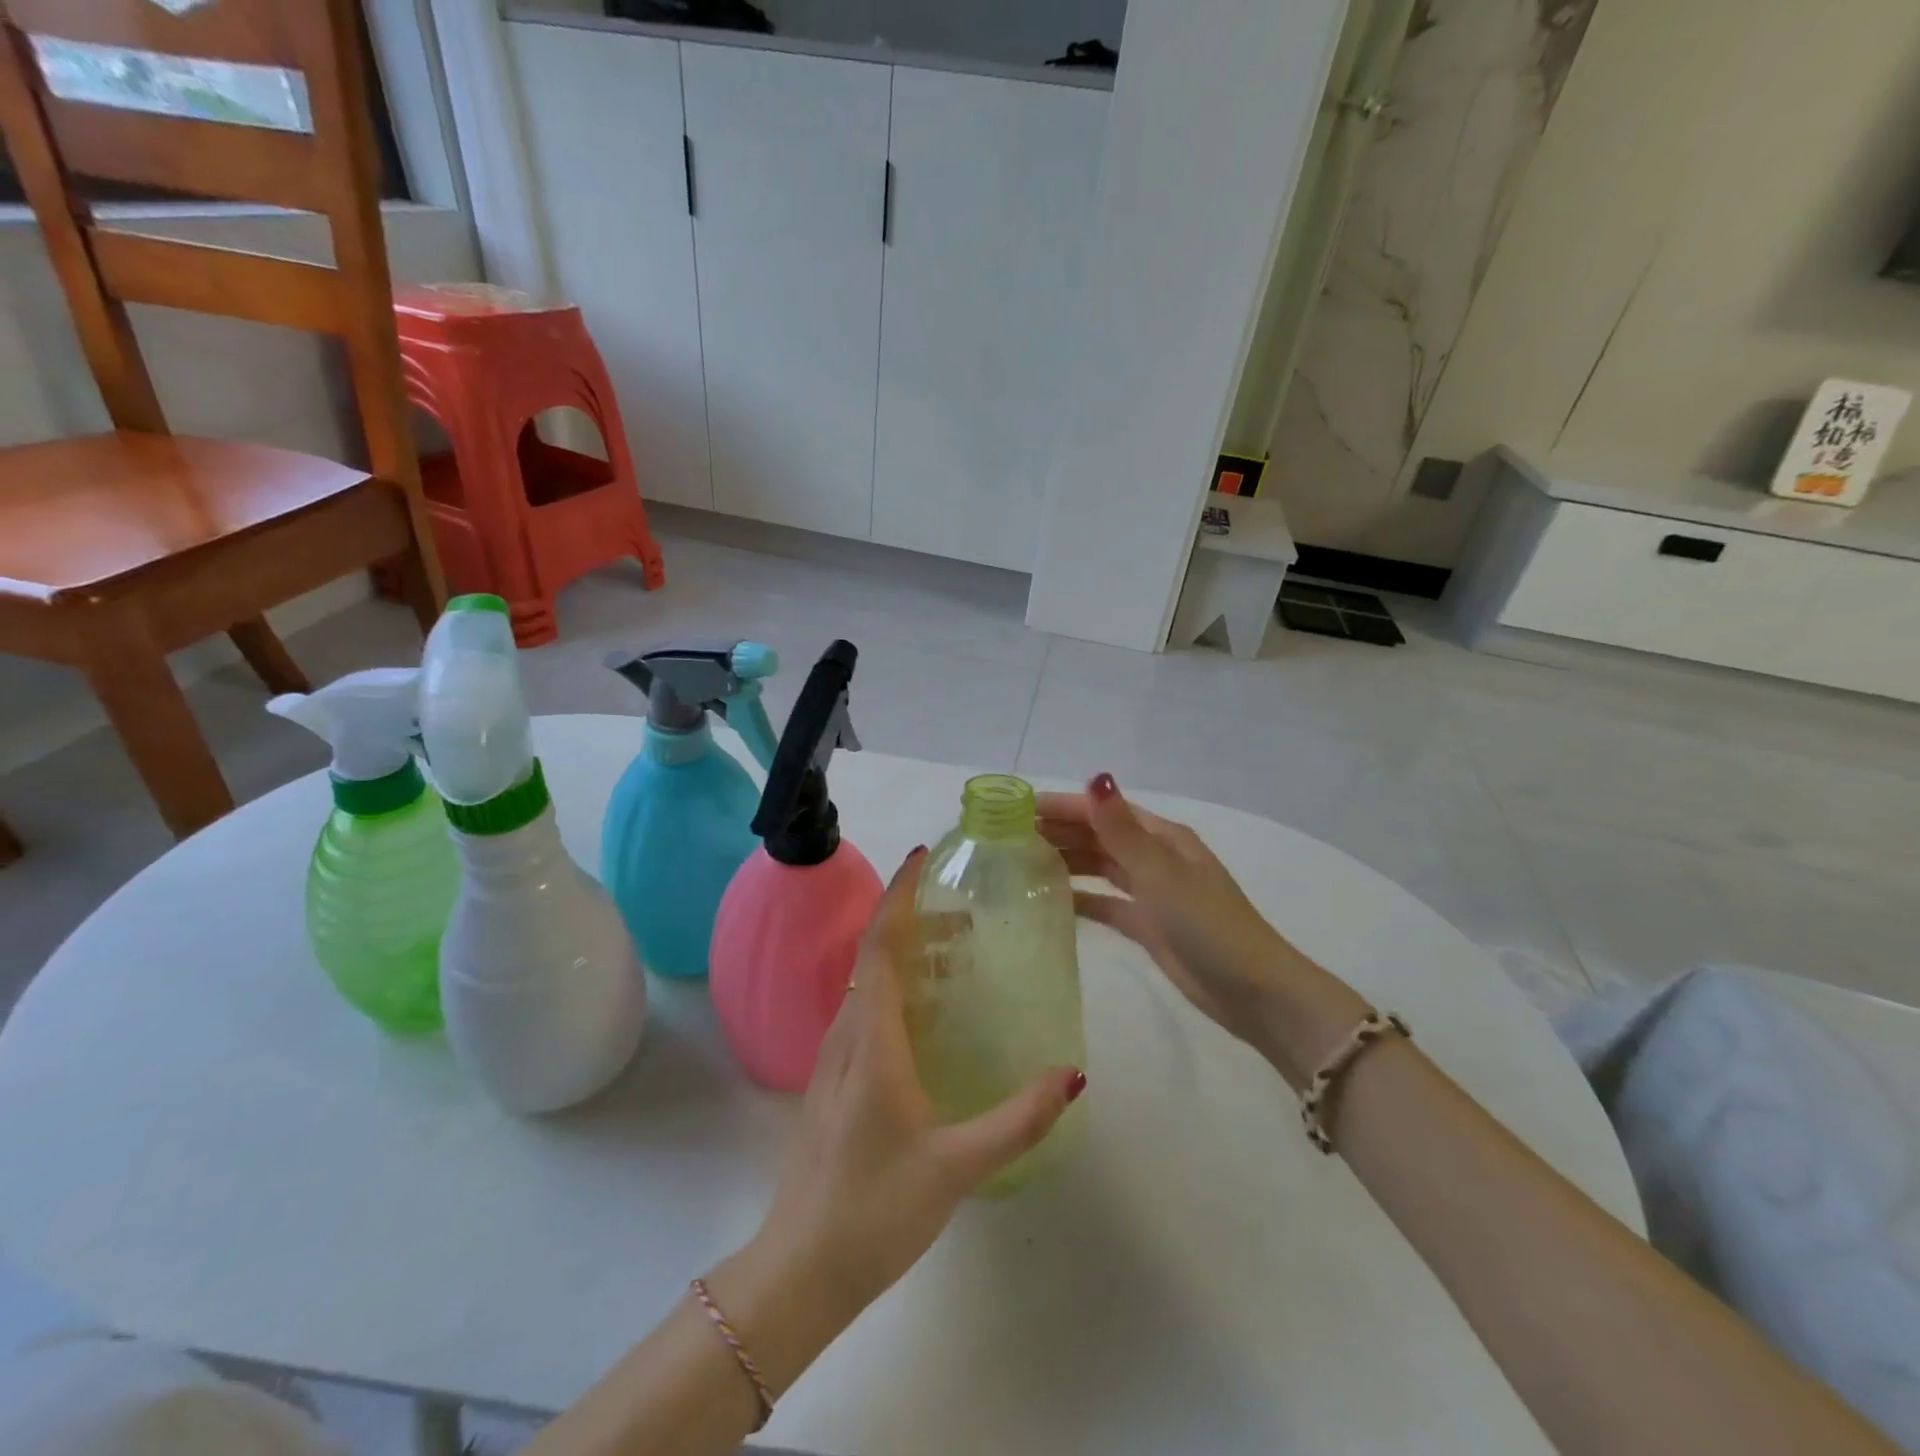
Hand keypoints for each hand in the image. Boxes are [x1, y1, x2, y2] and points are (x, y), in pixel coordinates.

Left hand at [746, 848, 1085, 1329]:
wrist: (799, 1269)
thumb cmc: (875, 1210)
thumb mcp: (958, 1166)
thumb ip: (1018, 1120)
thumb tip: (1073, 1074)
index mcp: (872, 1042)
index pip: (881, 947)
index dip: (899, 897)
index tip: (921, 858)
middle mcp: (846, 1036)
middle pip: (875, 956)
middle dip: (914, 920)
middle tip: (964, 911)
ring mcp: (833, 1059)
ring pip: (867, 983)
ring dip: (904, 953)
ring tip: (956, 952)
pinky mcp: (832, 1081)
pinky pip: (864, 1011)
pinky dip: (894, 986)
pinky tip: (926, 1012)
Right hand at [1037, 775, 1364, 1083]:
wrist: (1253, 992)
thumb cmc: (1209, 925)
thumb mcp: (1163, 874)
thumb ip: (1122, 831)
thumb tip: (1095, 778)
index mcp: (1162, 837)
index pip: (1103, 811)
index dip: (1062, 806)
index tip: (1018, 809)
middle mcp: (1154, 858)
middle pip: (1099, 836)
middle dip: (1059, 832)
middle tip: (1007, 838)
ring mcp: (1151, 893)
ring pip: (1099, 867)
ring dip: (1066, 861)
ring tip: (1020, 864)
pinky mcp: (1147, 926)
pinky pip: (1105, 903)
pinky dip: (1080, 898)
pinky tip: (1049, 900)